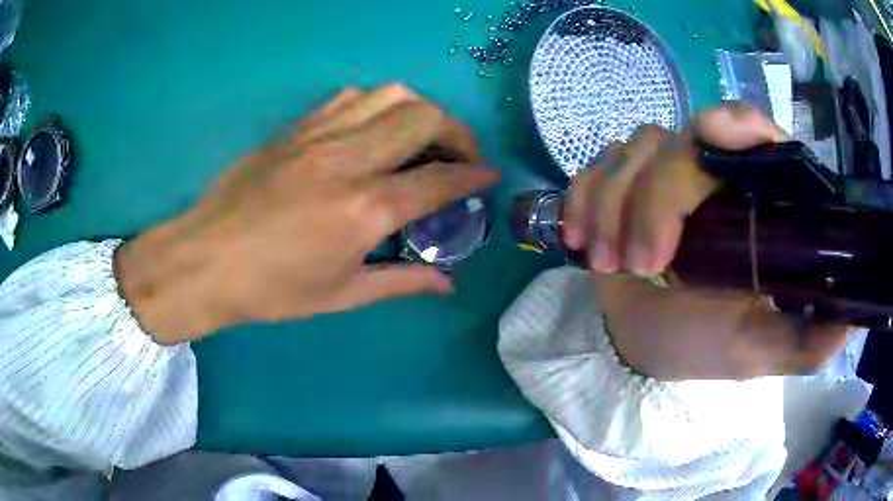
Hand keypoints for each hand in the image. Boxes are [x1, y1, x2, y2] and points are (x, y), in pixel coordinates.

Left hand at [115, 84, 498, 344]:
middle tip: (462, 155)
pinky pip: (350, 97)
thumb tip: (448, 284)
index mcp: (365, 209)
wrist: (206, 260)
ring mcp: (319, 135)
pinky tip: (376, 127)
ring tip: (424, 136)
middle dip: (458, 132)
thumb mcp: (342, 296)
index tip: (489, 176)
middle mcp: (349, 160)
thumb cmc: (272, 289)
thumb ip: (402, 282)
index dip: (474, 174)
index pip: (439, 179)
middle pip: (424, 118)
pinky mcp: (296, 128)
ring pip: (390, 95)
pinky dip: (378, 104)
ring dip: (421, 110)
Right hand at [564, 104, 850, 379]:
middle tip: (641, 264)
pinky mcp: (619, 185)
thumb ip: (803, 341)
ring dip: (613, 206)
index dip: (735, 123)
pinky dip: (583, 199)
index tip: (709, 137)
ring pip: (633, 150)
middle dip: (654, 199)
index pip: (754, 133)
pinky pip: (594, 167)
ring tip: (608, 265)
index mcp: (756, 203)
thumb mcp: (759, 350)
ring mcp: (662, 175)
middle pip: (681, 142)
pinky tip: (581, 240)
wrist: (644, 347)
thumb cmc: (705, 345)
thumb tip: (848, 323)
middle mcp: (713, 176)